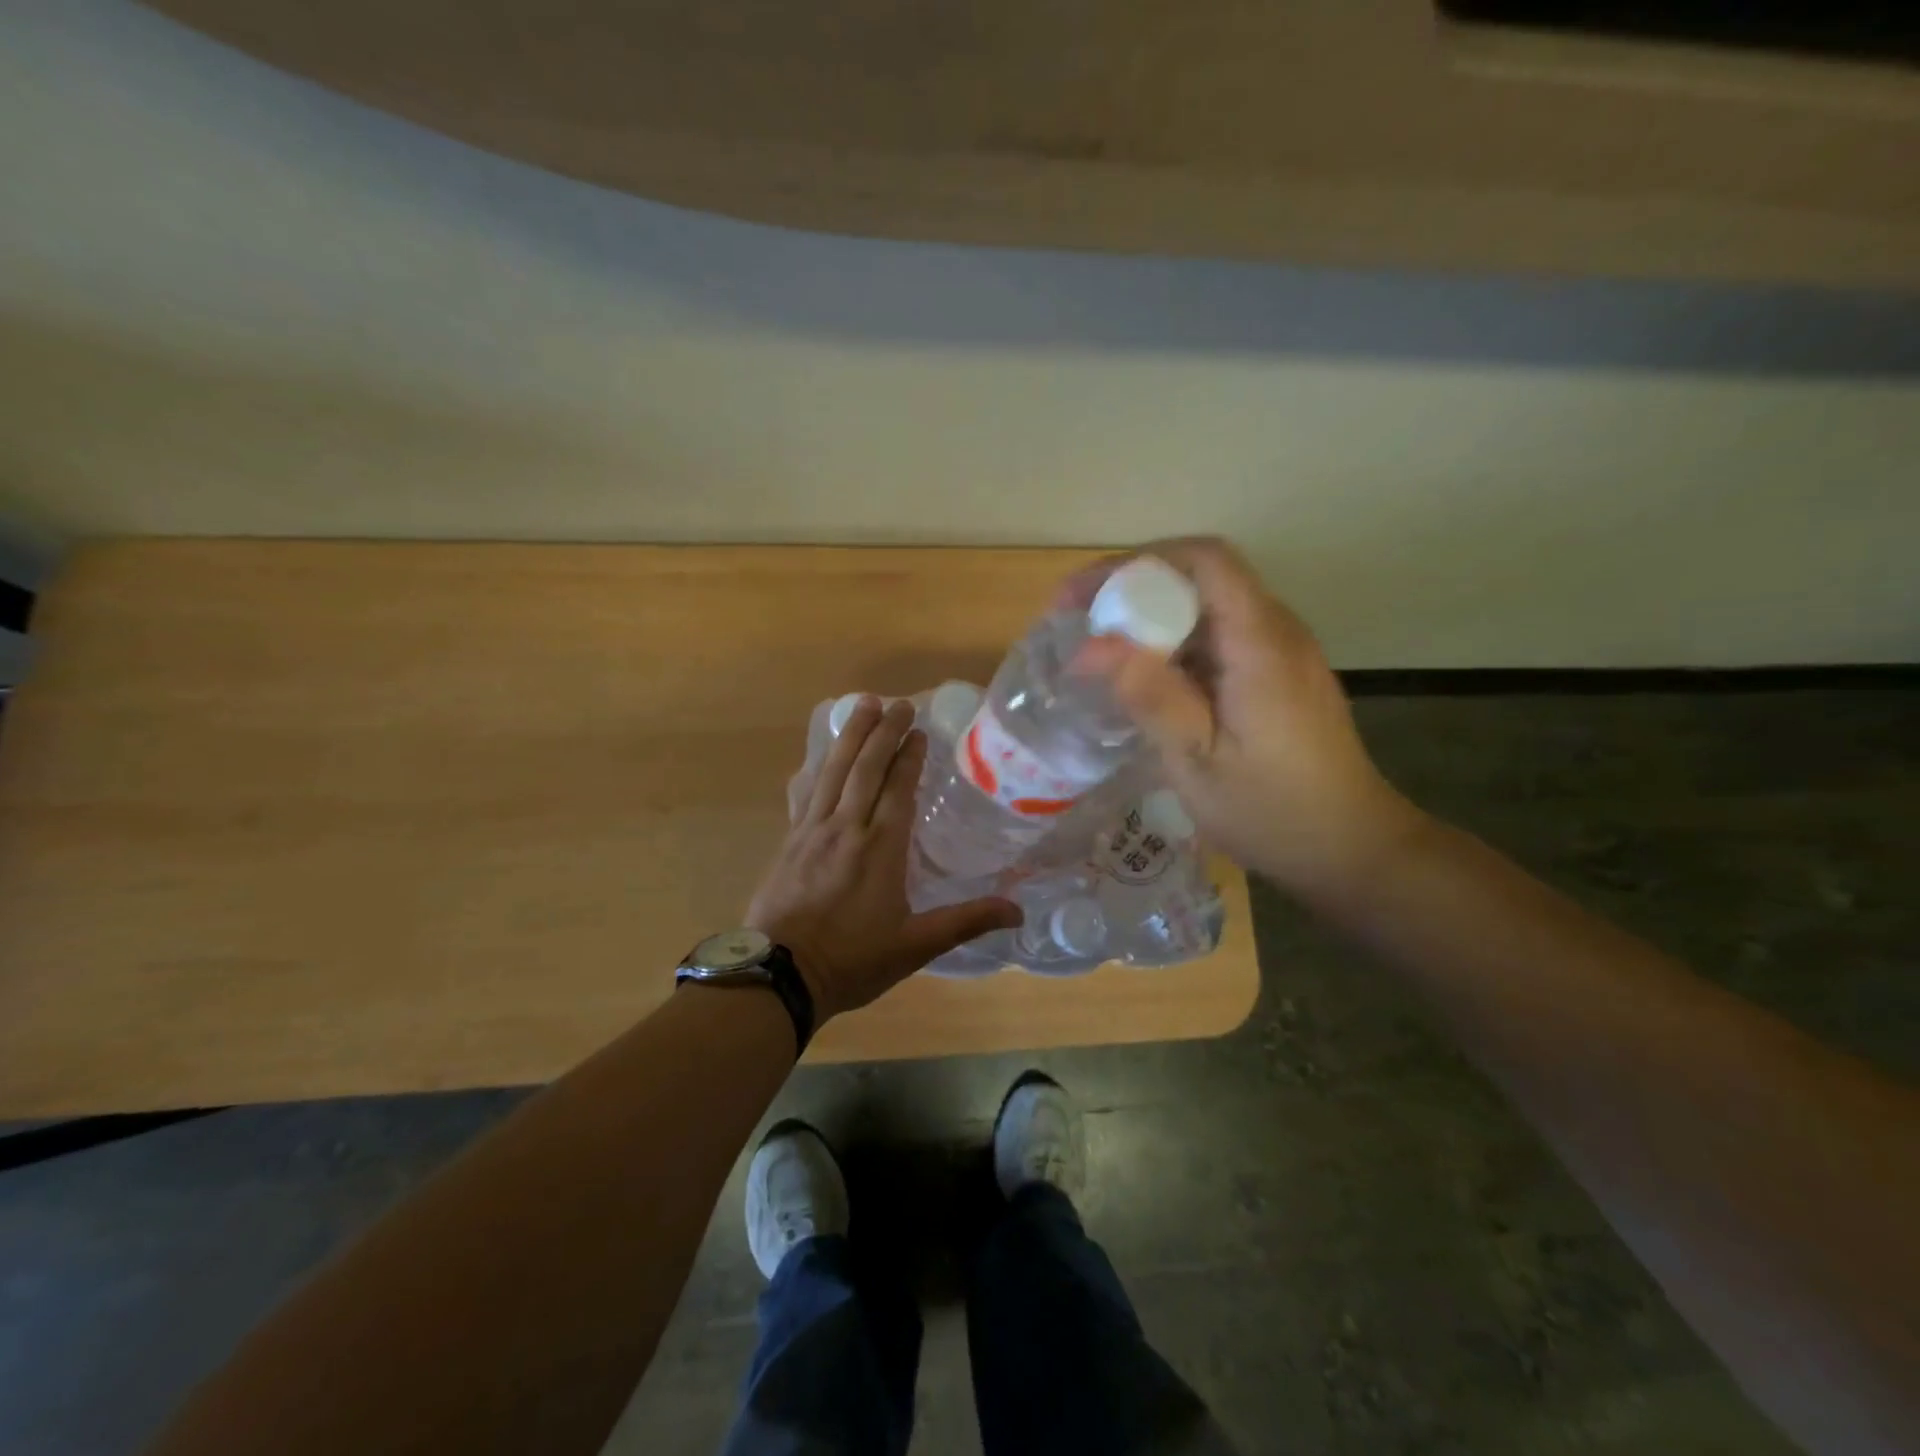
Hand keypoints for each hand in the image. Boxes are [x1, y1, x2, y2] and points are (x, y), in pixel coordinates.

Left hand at [747, 697, 1020, 1020]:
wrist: (779, 976)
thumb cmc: (853, 961)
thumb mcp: (915, 946)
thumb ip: (966, 922)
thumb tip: (1018, 912)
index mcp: (880, 848)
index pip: (897, 789)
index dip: (909, 757)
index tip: (918, 731)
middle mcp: (846, 828)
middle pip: (865, 769)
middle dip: (883, 732)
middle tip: (897, 703)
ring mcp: (812, 832)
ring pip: (832, 772)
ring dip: (849, 736)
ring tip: (862, 705)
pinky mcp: (789, 842)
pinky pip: (806, 793)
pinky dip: (817, 768)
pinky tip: (818, 757)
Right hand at [1071, 537, 1422, 903]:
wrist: (1350, 848)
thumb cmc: (1273, 811)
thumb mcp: (1199, 762)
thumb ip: (1151, 697)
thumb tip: (1090, 647)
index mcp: (1261, 644)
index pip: (1204, 560)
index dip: (1136, 564)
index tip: (1083, 596)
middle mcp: (1276, 631)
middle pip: (1200, 578)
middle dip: (1132, 590)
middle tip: (1077, 625)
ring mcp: (1281, 652)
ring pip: (1207, 608)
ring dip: (1150, 618)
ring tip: (1098, 651)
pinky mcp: (1277, 675)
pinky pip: (1218, 638)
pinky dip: (1172, 645)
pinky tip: (1144, 679)